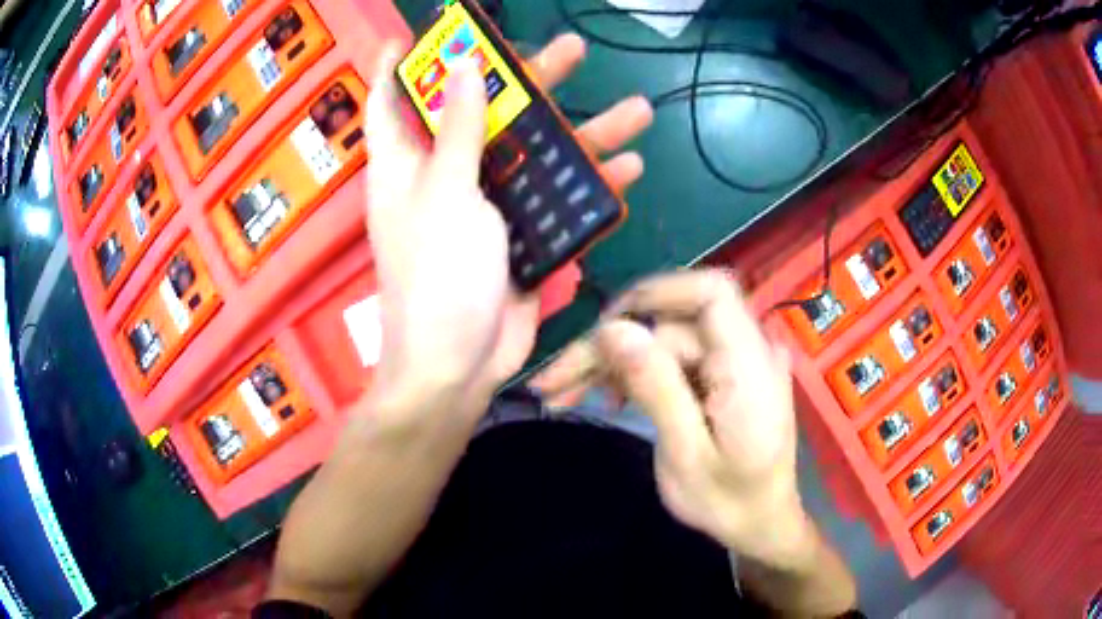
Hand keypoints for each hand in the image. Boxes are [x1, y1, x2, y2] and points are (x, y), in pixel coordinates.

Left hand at [365, 34, 652, 426]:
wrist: (460, 366)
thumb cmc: (436, 276)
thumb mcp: (445, 193)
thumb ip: (457, 129)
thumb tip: (461, 65)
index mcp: (407, 164)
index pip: (393, 101)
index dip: (400, 64)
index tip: (414, 32)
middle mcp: (445, 175)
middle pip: (484, 112)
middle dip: (527, 81)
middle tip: (573, 51)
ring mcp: (487, 204)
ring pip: (535, 152)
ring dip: (584, 131)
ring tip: (636, 109)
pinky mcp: (520, 233)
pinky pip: (557, 197)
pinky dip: (591, 184)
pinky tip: (629, 166)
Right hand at [533, 270, 810, 566]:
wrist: (761, 522)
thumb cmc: (728, 503)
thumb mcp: (685, 455)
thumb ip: (655, 387)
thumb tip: (612, 329)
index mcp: (750, 368)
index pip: (711, 294)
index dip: (655, 294)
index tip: (602, 325)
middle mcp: (748, 351)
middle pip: (673, 323)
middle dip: (611, 345)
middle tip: (556, 380)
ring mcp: (737, 361)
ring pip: (666, 339)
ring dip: (616, 361)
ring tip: (567, 392)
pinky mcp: (724, 373)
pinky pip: (677, 357)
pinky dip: (639, 372)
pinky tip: (611, 396)